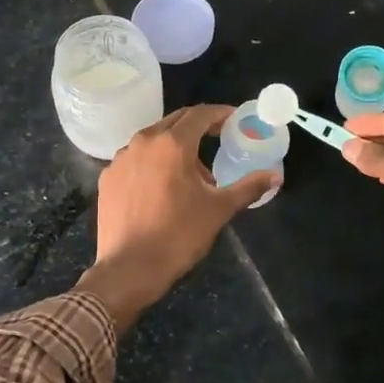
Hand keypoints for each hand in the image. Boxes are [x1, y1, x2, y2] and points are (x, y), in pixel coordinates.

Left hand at [77, 105, 277, 327]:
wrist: (129, 268)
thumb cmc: (178, 236)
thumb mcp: (219, 210)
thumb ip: (248, 187)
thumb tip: (275, 176)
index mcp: (172, 144)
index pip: (200, 114)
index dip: (220, 113)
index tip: (234, 119)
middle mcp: (143, 142)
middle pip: (175, 121)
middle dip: (198, 126)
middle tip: (218, 138)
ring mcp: (120, 159)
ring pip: (153, 139)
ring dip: (175, 146)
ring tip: (192, 173)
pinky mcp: (108, 177)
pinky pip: (135, 159)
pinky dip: (153, 162)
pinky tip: (162, 187)